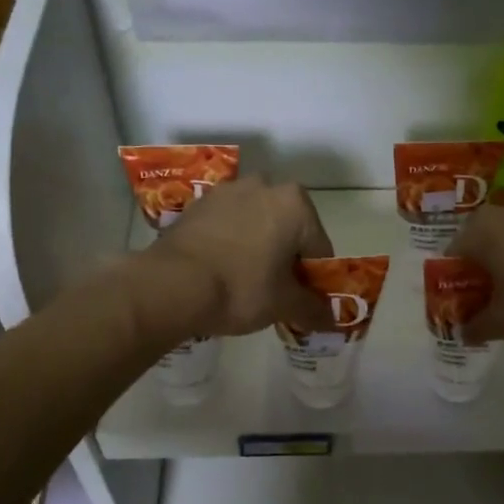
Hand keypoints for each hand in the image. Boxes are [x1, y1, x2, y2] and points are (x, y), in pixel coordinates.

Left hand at [140, 177, 334, 338]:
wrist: (171, 285)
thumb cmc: (241, 289)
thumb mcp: (284, 304)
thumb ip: (314, 308)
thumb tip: (332, 318)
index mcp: (295, 203)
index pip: (319, 248)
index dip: (314, 278)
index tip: (301, 300)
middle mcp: (264, 185)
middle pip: (288, 229)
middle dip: (286, 257)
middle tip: (274, 292)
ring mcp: (227, 191)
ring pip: (256, 224)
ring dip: (258, 247)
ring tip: (244, 282)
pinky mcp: (198, 204)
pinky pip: (228, 225)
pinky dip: (231, 243)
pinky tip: (221, 270)